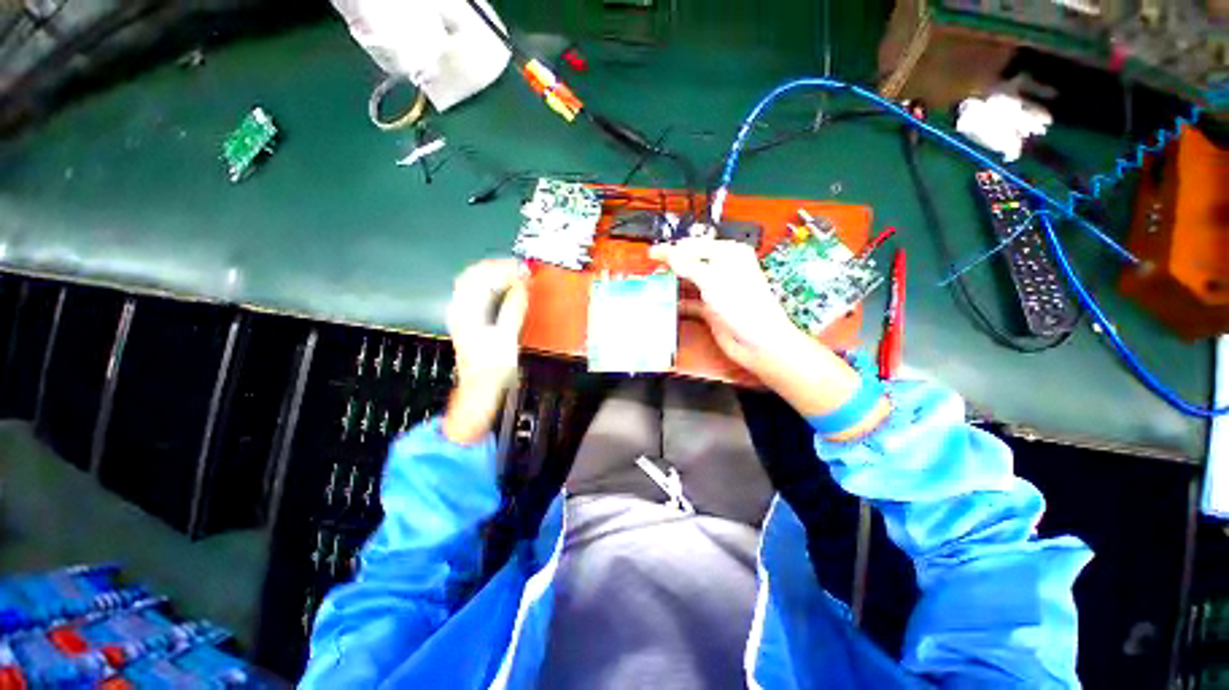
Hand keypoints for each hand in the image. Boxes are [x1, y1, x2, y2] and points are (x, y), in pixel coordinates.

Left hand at [443, 259, 528, 444]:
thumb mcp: (508, 337)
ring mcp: (462, 314)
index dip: (504, 268)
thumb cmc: (492, 368)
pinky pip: (476, 293)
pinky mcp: (468, 321)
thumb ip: (514, 307)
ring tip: (515, 274)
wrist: (479, 388)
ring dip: (494, 275)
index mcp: (467, 311)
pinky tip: (503, 288)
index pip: (482, 276)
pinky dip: (491, 286)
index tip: (523, 268)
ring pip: (474, 282)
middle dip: (499, 267)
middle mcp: (460, 308)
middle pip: (475, 274)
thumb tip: (522, 285)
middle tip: (521, 268)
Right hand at [648, 239, 796, 370]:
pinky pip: (690, 303)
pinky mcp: (710, 309)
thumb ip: (687, 265)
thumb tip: (669, 254)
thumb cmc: (741, 303)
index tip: (653, 253)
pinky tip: (666, 304)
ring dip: (672, 284)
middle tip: (652, 270)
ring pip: (688, 283)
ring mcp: (716, 291)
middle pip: (690, 263)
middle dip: (671, 266)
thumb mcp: (711, 278)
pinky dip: (678, 303)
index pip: (695, 246)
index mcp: (728, 254)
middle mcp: (722, 270)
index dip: (673, 249)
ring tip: (654, 285)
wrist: (757, 340)